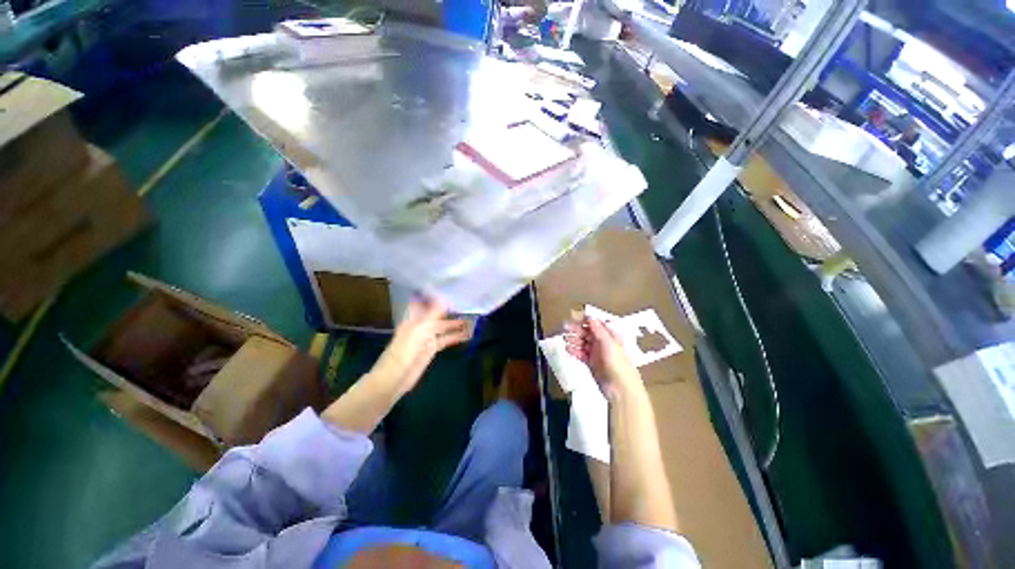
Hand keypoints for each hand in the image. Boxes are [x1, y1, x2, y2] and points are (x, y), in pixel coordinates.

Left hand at [371, 297, 471, 396]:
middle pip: (438, 315)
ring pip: (444, 327)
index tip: (454, 292)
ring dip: (456, 324)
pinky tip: (467, 334)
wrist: (396, 377)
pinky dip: (456, 336)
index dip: (439, 298)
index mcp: (414, 318)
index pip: (428, 303)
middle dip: (451, 310)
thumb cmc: (405, 350)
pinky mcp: (432, 349)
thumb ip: (434, 314)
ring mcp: (427, 337)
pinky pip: (446, 339)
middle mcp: (421, 325)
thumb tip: (445, 299)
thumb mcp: (420, 329)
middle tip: (468, 305)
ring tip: (472, 319)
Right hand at [564, 317, 641, 399]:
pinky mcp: (591, 363)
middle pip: (587, 332)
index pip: (596, 323)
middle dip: (576, 329)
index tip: (573, 316)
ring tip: (564, 339)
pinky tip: (567, 349)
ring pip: (583, 343)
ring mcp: (596, 353)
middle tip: (564, 327)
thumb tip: (590, 316)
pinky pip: (581, 354)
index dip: (585, 319)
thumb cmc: (618, 363)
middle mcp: (603, 342)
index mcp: (610, 335)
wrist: (621, 389)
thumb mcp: (609, 344)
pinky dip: (574, 351)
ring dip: (574, 339)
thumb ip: (598, 330)